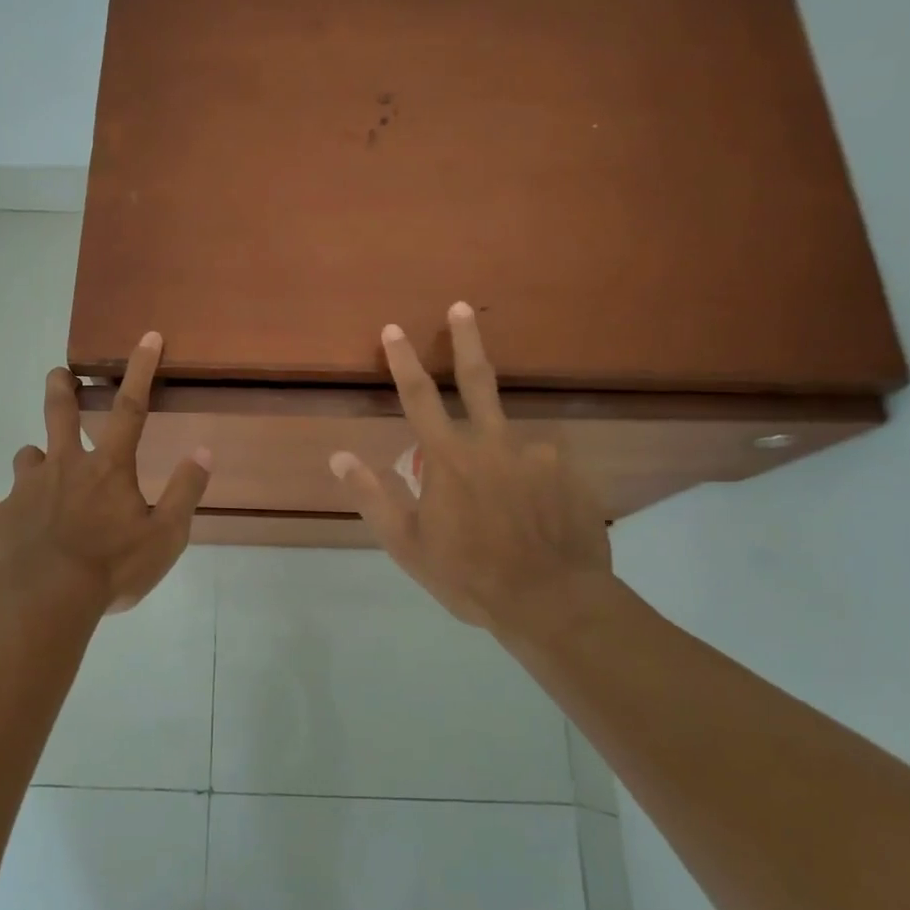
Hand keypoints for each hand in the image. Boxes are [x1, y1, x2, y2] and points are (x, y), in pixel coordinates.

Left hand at [0, 332, 211, 617]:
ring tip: (39, 471)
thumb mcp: (166, 535)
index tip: (147, 337)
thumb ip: (185, 492)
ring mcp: (26, 489)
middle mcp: (64, 466)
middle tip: (56, 373)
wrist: (45, 600)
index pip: (131, 408)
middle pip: (59, 414)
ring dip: (34, 459)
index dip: (141, 370)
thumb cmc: (112, 566)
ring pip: (25, 457)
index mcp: (107, 467)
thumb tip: (204, 451)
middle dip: (60, 388)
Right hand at [329, 303, 614, 640]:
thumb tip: (339, 455)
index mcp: (449, 457)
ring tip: (503, 513)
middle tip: (461, 306)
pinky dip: (530, 482)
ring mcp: (537, 454)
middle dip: (466, 338)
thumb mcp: (407, 544)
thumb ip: (373, 495)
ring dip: (497, 460)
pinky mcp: (569, 472)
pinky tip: (535, 518)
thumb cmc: (469, 575)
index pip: (417, 396)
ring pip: (507, 440)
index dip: (402, 360)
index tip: (394, 329)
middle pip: (476, 379)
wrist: (553, 603)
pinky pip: (541, 466)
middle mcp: (494, 442)